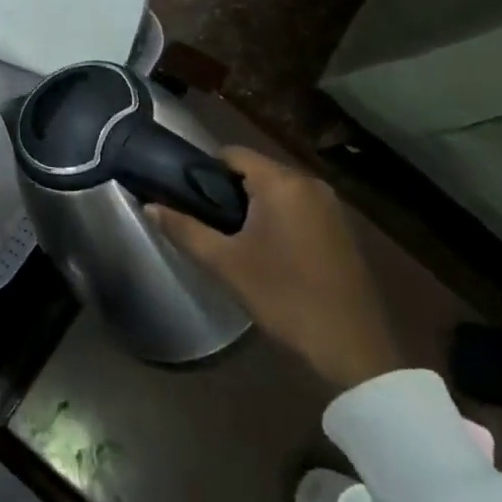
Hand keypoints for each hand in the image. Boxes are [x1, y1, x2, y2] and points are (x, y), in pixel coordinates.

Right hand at [149, 146, 399, 388]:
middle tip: (207, 222)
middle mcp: (309, 183)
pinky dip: (278, 218)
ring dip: (254, 205)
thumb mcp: (226, 264)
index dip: (204, 170)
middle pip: (255, 170)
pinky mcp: (341, 228)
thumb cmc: (284, 297)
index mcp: (282, 182)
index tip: (188, 196)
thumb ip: (185, 229)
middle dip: (228, 190)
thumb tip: (149, 206)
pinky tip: (268, 251)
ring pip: (277, 190)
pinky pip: (298, 207)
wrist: (352, 348)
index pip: (232, 154)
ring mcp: (330, 205)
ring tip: (233, 238)